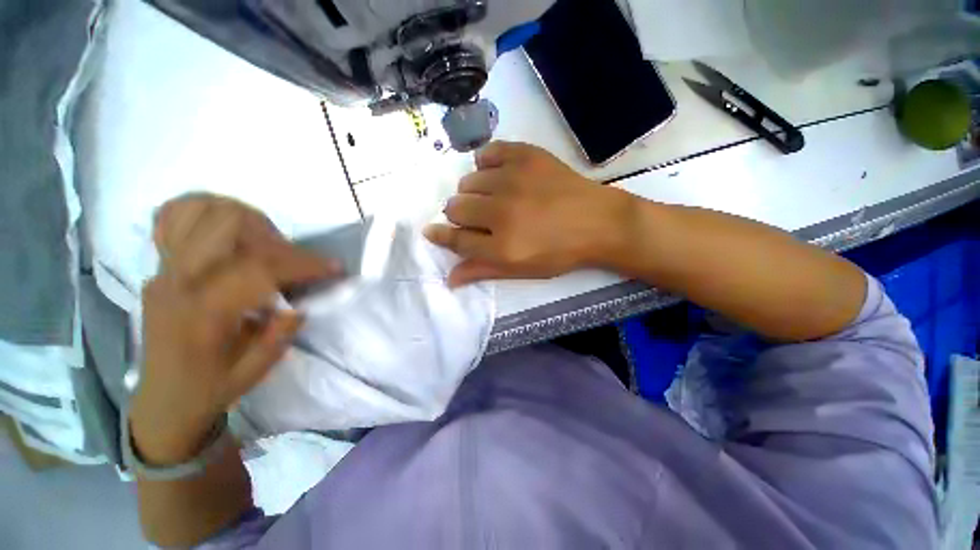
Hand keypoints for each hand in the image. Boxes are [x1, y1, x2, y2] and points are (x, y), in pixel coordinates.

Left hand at [131, 194, 339, 464]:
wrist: (164, 397)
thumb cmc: (211, 387)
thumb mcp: (254, 372)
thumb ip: (279, 336)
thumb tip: (298, 307)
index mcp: (202, 313)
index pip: (257, 267)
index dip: (303, 263)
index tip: (334, 267)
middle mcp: (178, 281)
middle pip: (226, 223)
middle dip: (273, 235)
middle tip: (290, 257)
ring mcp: (163, 268)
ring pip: (199, 209)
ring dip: (242, 218)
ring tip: (262, 242)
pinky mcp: (159, 265)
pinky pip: (173, 216)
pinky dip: (204, 211)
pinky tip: (226, 231)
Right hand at [424, 142, 634, 286]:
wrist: (599, 222)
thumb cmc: (561, 253)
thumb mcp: (522, 270)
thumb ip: (484, 271)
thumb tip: (449, 279)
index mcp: (502, 246)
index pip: (456, 239)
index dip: (440, 236)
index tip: (431, 232)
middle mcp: (501, 211)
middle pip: (456, 207)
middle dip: (460, 216)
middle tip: (480, 218)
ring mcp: (513, 179)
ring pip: (468, 181)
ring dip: (474, 192)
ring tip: (493, 197)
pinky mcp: (526, 156)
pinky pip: (488, 152)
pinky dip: (487, 163)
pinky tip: (499, 173)